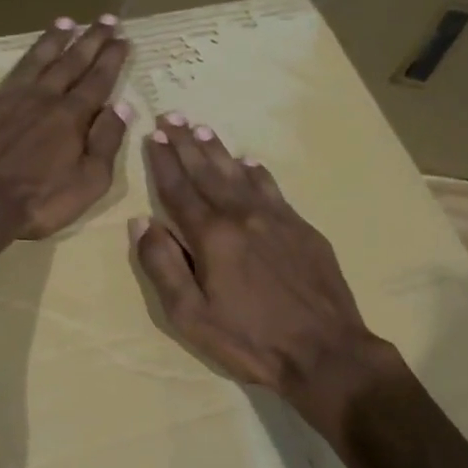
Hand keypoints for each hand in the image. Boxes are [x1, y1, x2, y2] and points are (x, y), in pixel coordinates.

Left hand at [0, 16, 132, 242]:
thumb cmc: (38, 202)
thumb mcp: (89, 182)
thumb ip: (107, 143)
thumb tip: (122, 108)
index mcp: (71, 117)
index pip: (98, 82)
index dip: (112, 59)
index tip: (123, 38)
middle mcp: (40, 98)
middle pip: (70, 64)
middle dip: (90, 41)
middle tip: (105, 19)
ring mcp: (2, 99)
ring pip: (30, 61)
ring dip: (48, 41)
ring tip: (64, 21)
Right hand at [132, 117, 393, 419]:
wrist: (325, 352)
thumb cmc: (250, 340)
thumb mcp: (191, 316)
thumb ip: (163, 266)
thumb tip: (141, 222)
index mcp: (211, 236)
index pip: (178, 189)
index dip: (162, 162)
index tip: (151, 136)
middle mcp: (242, 215)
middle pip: (207, 171)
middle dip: (186, 143)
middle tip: (171, 116)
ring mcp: (277, 218)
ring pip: (240, 174)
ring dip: (218, 150)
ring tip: (202, 129)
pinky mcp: (302, 228)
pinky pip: (273, 188)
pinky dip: (257, 172)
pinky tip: (250, 162)